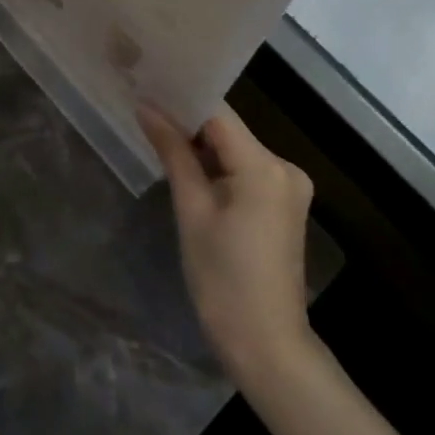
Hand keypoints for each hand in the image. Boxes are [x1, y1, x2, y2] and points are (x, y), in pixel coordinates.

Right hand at [139, 104, 314, 389]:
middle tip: (145, 109)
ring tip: (158, 133)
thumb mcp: (191, 211)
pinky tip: (188, 166)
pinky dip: (218, 165)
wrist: (267, 347)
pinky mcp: (284, 203)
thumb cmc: (223, 280)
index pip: (217, 113)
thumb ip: (173, 152)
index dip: (181, 98)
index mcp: (263, 166)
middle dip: (188, 121)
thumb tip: (146, 106)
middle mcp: (284, 166)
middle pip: (227, 128)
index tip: (147, 87)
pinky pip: (245, 168)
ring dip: (201, 144)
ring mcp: (288, 185)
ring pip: (235, 148)